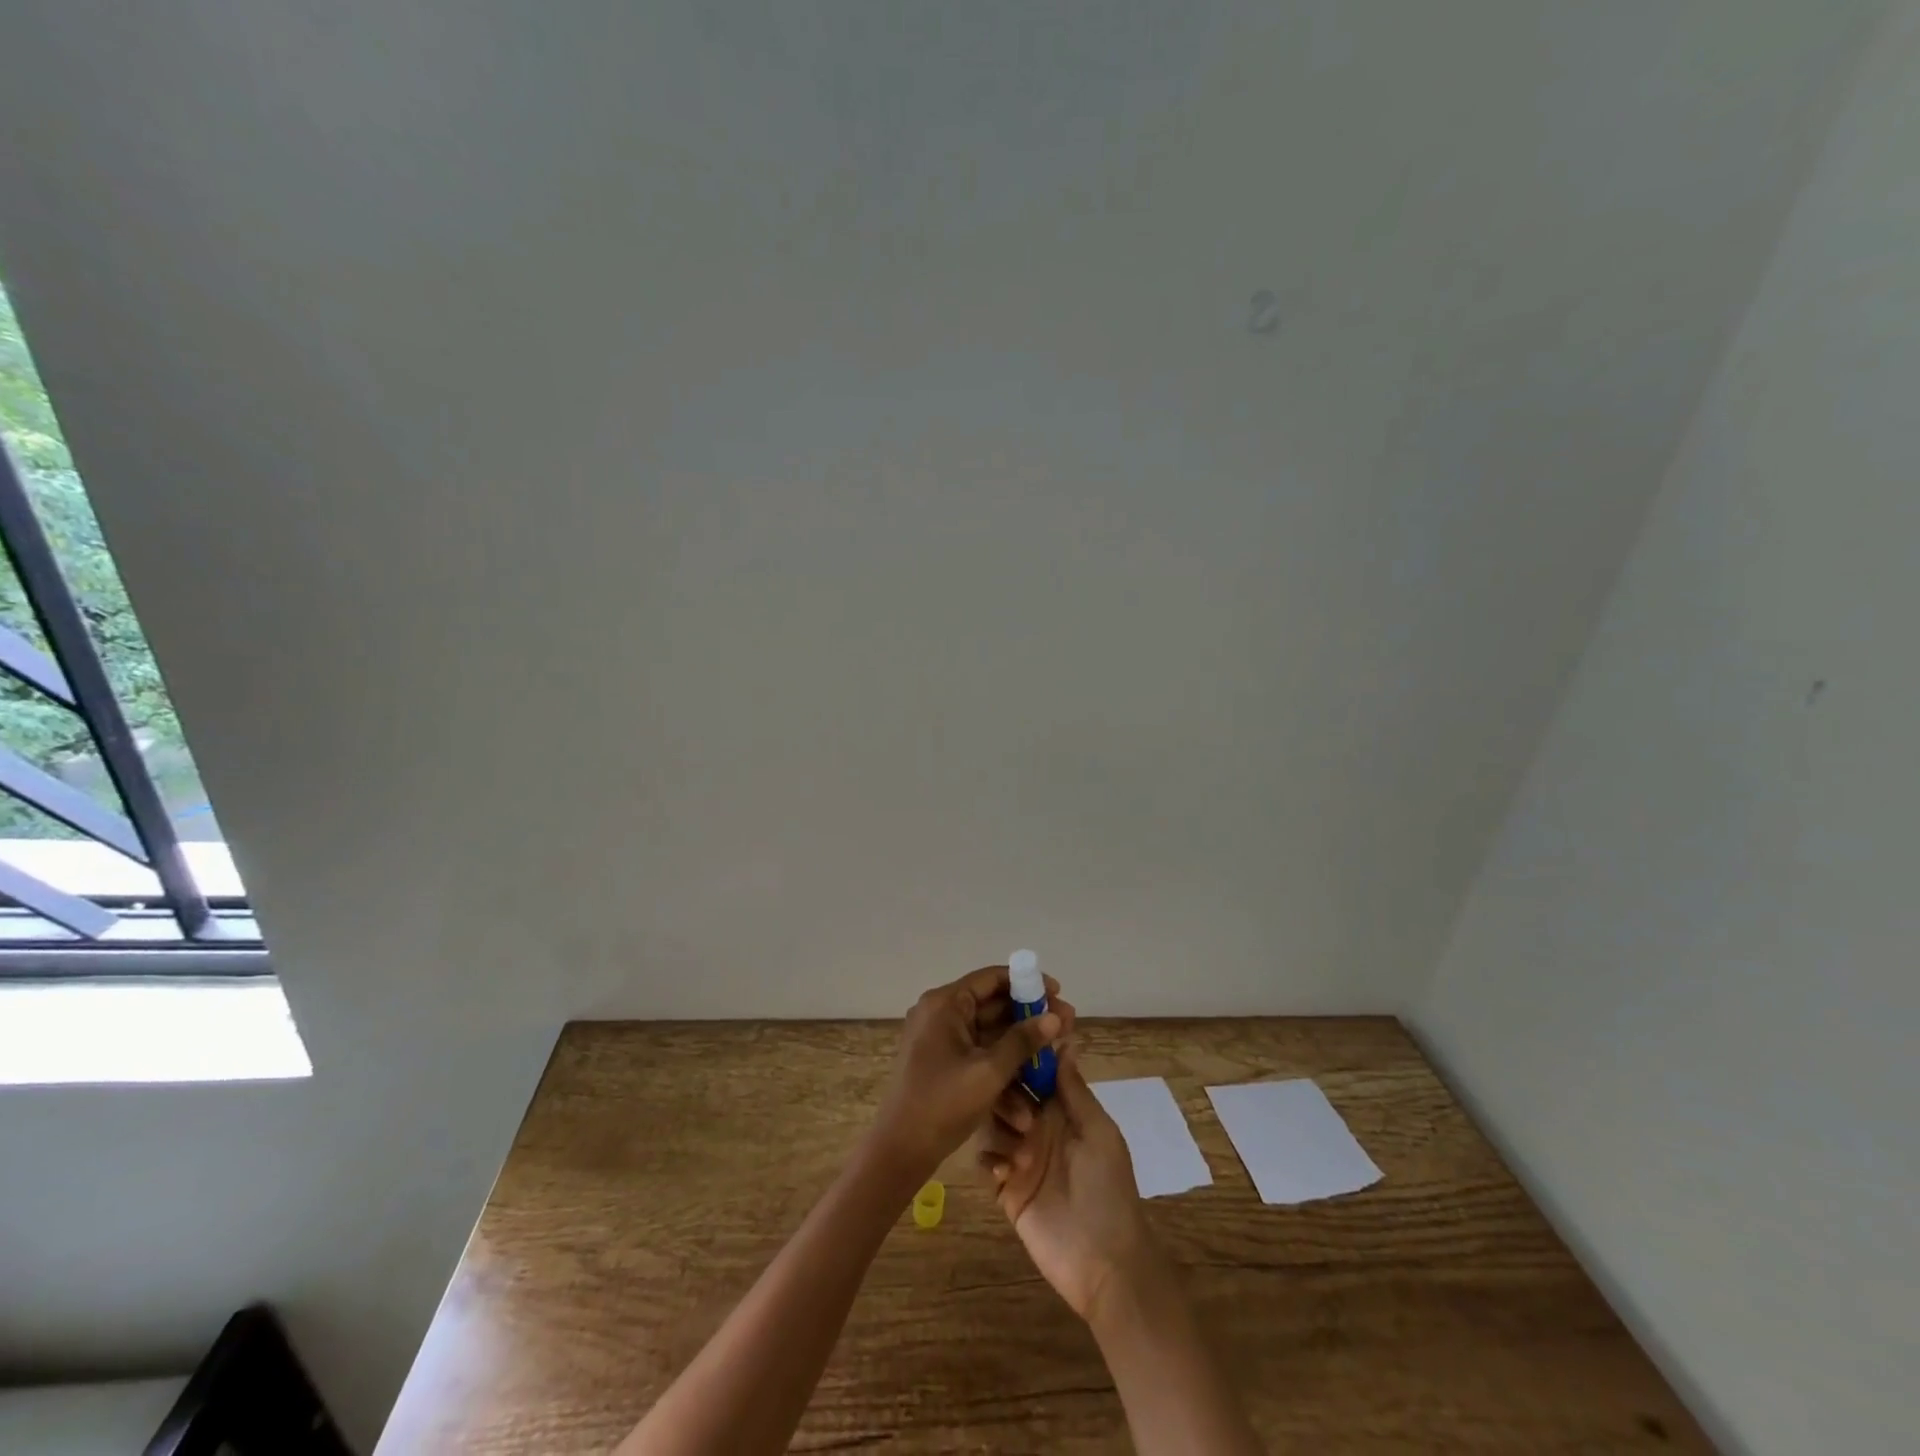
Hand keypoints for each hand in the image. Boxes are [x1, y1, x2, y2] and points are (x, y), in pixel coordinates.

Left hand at [868, 966, 1071, 1186]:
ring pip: (990, 1035)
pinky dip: (1002, 1068)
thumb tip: (1055, 1016)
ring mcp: (941, 1039)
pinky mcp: (944, 1064)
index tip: (1057, 992)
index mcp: (945, 1004)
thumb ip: (1023, 1041)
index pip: (991, 979)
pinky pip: (979, 1055)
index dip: (1026, 982)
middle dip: (1030, 1019)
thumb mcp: (989, 1072)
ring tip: (1057, 1058)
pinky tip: (1031, 1092)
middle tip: (1066, 1026)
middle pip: (993, 1006)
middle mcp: (941, 1014)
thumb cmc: (942, 1103)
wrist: (900, 1150)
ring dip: (1021, 1049)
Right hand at [975, 1050, 1161, 1321]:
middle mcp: (1039, 1125)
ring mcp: (1021, 1155)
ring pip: (992, 1121)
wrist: (1104, 1263)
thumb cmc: (1108, 1190)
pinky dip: (990, 1160)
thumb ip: (1075, 1091)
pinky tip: (1005, 1174)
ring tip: (1020, 1156)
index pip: (1037, 1071)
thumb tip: (1063, 1041)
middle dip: (1008, 1095)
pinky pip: (986, 1159)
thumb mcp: (1099, 1134)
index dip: (1025, 1054)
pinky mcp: (1006, 1186)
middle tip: (1023, 1119)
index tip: (1010, 1038)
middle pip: (1008, 1091)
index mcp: (1064, 1109)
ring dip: (1001, 1129)